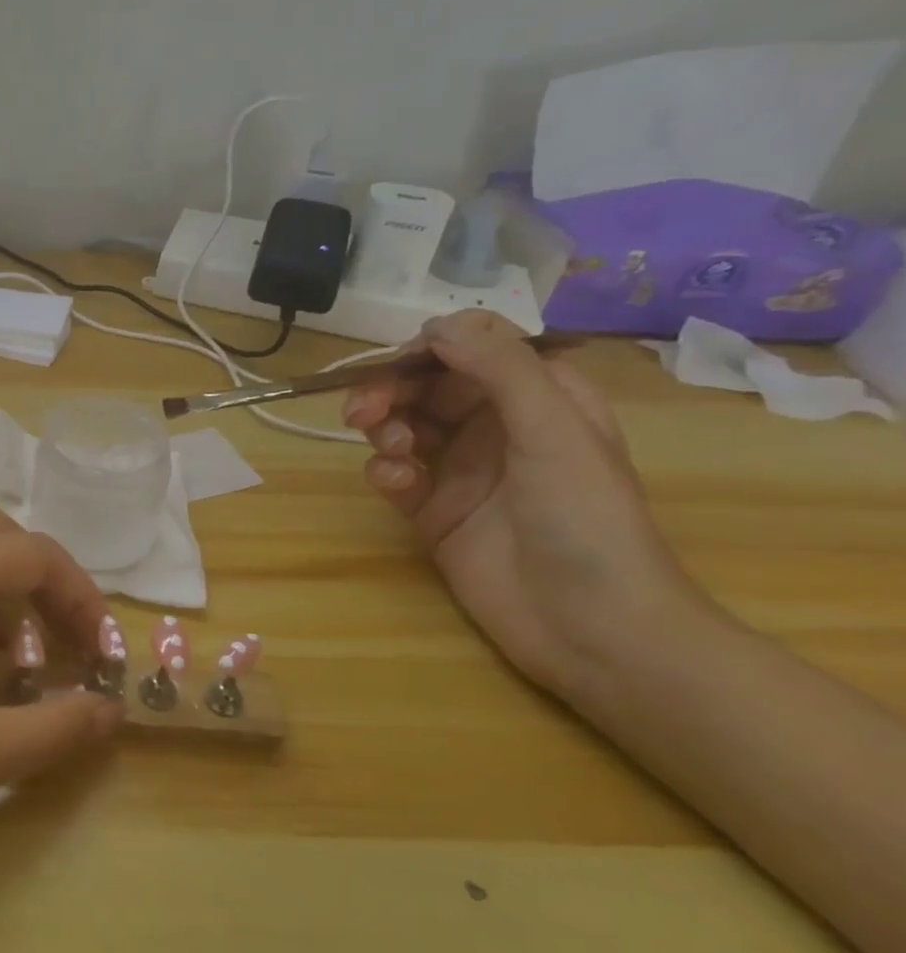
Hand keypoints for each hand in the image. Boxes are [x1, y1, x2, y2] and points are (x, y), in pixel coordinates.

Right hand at [343, 311, 709, 698]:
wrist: (591, 628)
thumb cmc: (586, 520)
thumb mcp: (553, 431)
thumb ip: (499, 368)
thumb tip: (437, 324)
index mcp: (539, 399)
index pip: (471, 352)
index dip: (428, 351)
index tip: (395, 364)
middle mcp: (497, 427)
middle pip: (426, 387)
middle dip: (390, 392)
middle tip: (360, 413)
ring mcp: (462, 470)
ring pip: (402, 426)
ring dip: (384, 430)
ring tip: (390, 452)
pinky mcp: (433, 510)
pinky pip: (394, 474)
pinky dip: (386, 474)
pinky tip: (398, 489)